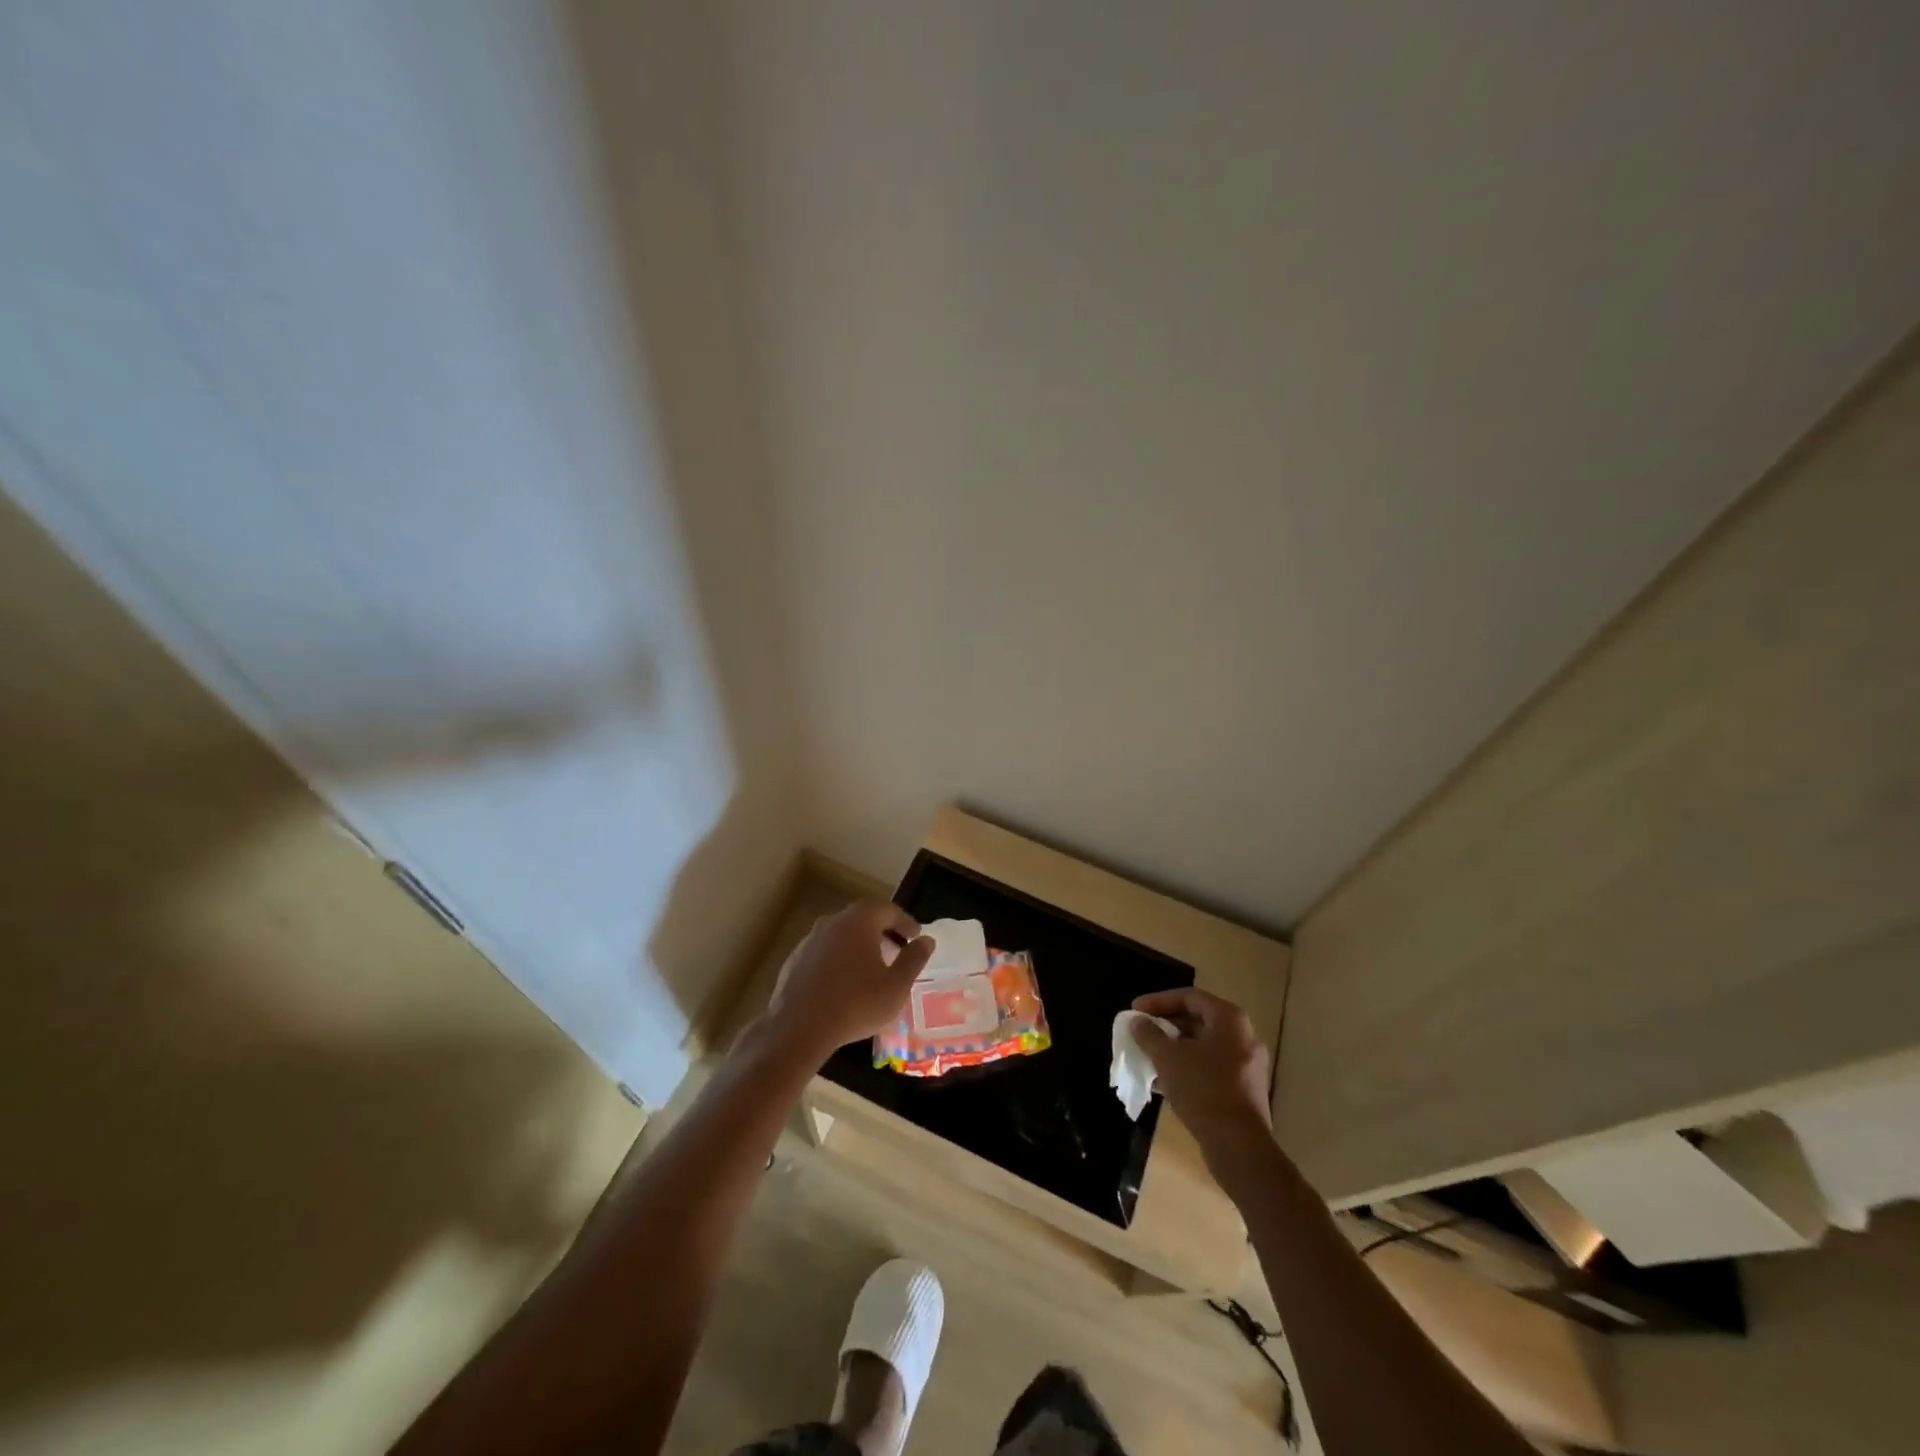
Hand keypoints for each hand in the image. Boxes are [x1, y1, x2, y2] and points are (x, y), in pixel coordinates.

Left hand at [760, 900, 933, 1063]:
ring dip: (860, 945)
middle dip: (884, 932)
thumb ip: (914, 959)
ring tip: (873, 968)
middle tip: (898, 951)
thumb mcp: (896, 986)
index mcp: (859, 920)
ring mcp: (810, 939)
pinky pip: (825, 951)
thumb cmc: (856, 1004)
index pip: (888, 910)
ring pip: (842, 934)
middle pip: (864, 918)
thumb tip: (926, 940)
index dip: (905, 922)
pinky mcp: (795, 959)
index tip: (916, 938)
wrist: (798, 1029)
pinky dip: (840, 959)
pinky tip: (844, 983)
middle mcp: (833, 921)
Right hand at [1131, 987, 1272, 1155]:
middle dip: (1165, 1025)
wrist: (1239, 1147)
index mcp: (1229, 1020)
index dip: (1158, 1001)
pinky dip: (1187, 1068)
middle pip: (1197, 1020)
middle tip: (1141, 1032)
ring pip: (1203, 1046)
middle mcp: (1243, 1036)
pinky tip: (1163, 1082)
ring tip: (1148, 1056)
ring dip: (1174, 1049)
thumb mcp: (1168, 1058)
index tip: (1135, 1011)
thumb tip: (1137, 1021)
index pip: (1189, 996)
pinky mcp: (1244, 1090)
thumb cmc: (1203, 1090)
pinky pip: (1210, 1068)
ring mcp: (1246, 1065)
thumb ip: (1149, 1034)